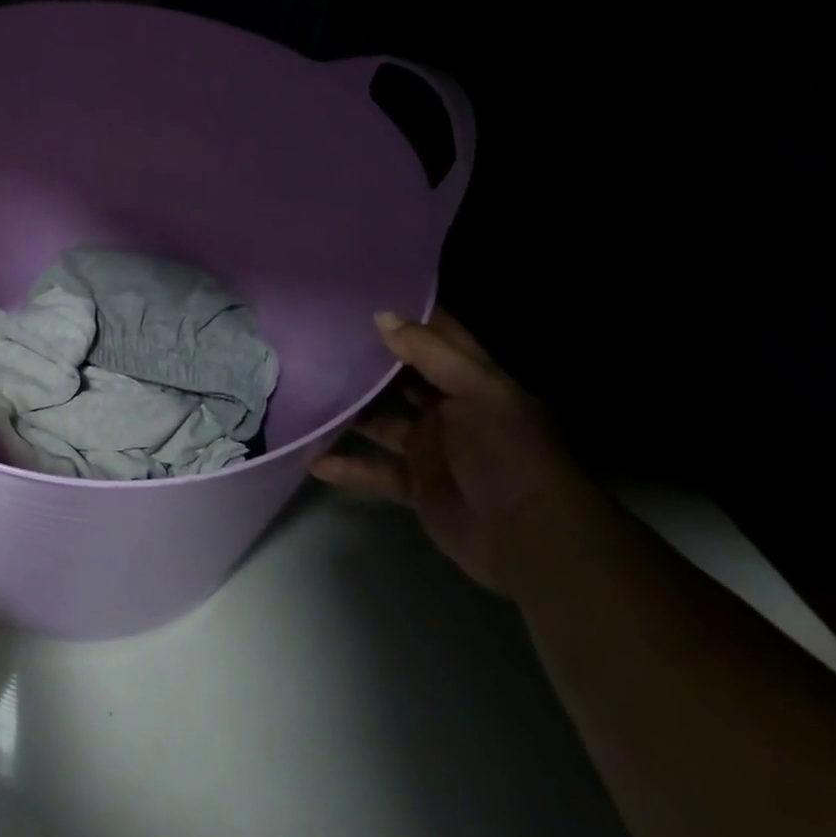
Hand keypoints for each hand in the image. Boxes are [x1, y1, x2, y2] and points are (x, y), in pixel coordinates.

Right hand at [312, 309, 580, 591]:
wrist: (531, 540)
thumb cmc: (509, 454)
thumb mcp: (478, 393)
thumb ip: (430, 354)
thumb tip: (380, 316)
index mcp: (473, 383)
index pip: (438, 339)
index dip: (407, 317)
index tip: (360, 296)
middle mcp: (451, 411)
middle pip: (401, 380)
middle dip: (367, 362)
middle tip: (318, 340)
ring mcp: (432, 449)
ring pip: (381, 422)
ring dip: (349, 413)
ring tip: (304, 393)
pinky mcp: (416, 485)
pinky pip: (373, 470)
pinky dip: (346, 466)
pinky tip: (312, 459)